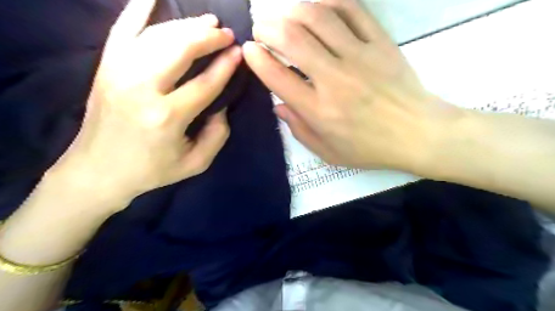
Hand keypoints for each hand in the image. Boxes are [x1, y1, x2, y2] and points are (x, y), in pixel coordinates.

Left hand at [49, 0, 243, 212]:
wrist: (98, 171)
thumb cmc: (152, 170)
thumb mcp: (196, 163)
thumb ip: (217, 135)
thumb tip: (221, 106)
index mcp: (167, 117)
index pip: (205, 83)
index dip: (226, 66)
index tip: (239, 52)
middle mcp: (141, 89)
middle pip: (180, 50)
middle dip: (208, 37)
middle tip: (227, 34)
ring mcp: (119, 73)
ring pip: (157, 36)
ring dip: (186, 25)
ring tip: (208, 22)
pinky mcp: (106, 67)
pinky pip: (123, 29)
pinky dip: (138, 9)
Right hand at [243, 0, 464, 171]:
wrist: (418, 134)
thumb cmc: (369, 148)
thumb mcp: (328, 152)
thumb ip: (298, 129)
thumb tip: (278, 104)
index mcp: (319, 110)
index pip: (278, 77)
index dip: (257, 59)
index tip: (249, 49)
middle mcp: (334, 79)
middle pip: (293, 39)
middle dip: (268, 27)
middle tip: (261, 28)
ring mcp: (360, 57)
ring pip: (319, 17)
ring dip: (293, 10)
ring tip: (284, 14)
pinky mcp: (380, 43)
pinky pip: (352, 10)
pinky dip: (330, 2)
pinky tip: (318, 6)